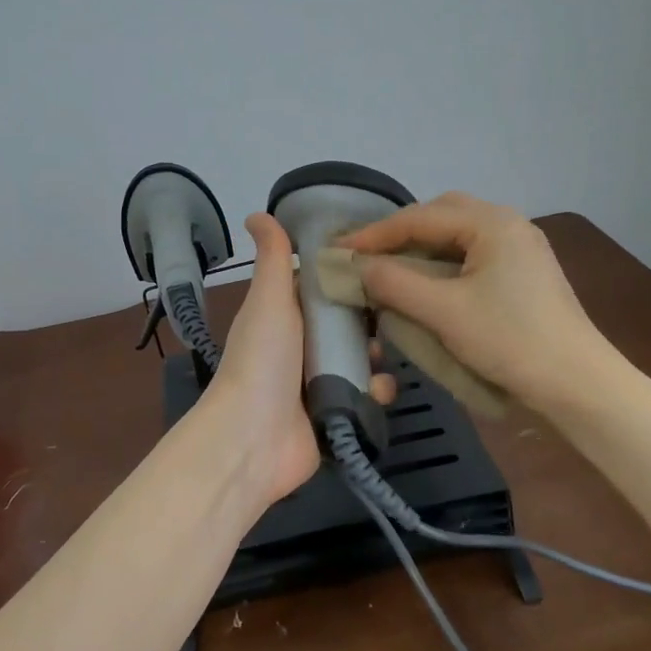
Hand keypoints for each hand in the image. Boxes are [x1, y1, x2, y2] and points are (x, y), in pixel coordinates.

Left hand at [194, 214, 397, 513]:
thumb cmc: (262, 360)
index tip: (382, 261)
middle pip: (346, 323)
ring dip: (377, 355)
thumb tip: (257, 213)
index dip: (347, 274)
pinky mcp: (335, 412)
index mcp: (284, 316)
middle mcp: (301, 346)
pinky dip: (375, 391)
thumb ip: (272, 258)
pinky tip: (379, 389)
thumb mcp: (268, 300)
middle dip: (371, 318)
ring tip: (386, 353)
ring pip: (361, 359)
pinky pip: (365, 395)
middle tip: (396, 309)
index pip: (321, 287)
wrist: (254, 438)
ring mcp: (318, 382)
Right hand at [337, 193, 617, 415]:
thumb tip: (357, 267)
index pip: (419, 218)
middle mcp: (508, 225)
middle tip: (365, 255)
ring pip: (457, 237)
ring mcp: (520, 249)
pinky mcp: (524, 274)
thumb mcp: (444, 311)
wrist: (577, 384)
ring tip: (388, 268)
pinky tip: (426, 284)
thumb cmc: (510, 341)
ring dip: (420, 249)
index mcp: (492, 223)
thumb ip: (395, 283)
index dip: (374, 234)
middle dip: (399, 233)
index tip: (337, 250)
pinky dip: (441, 264)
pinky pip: (472, 256)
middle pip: (440, 216)